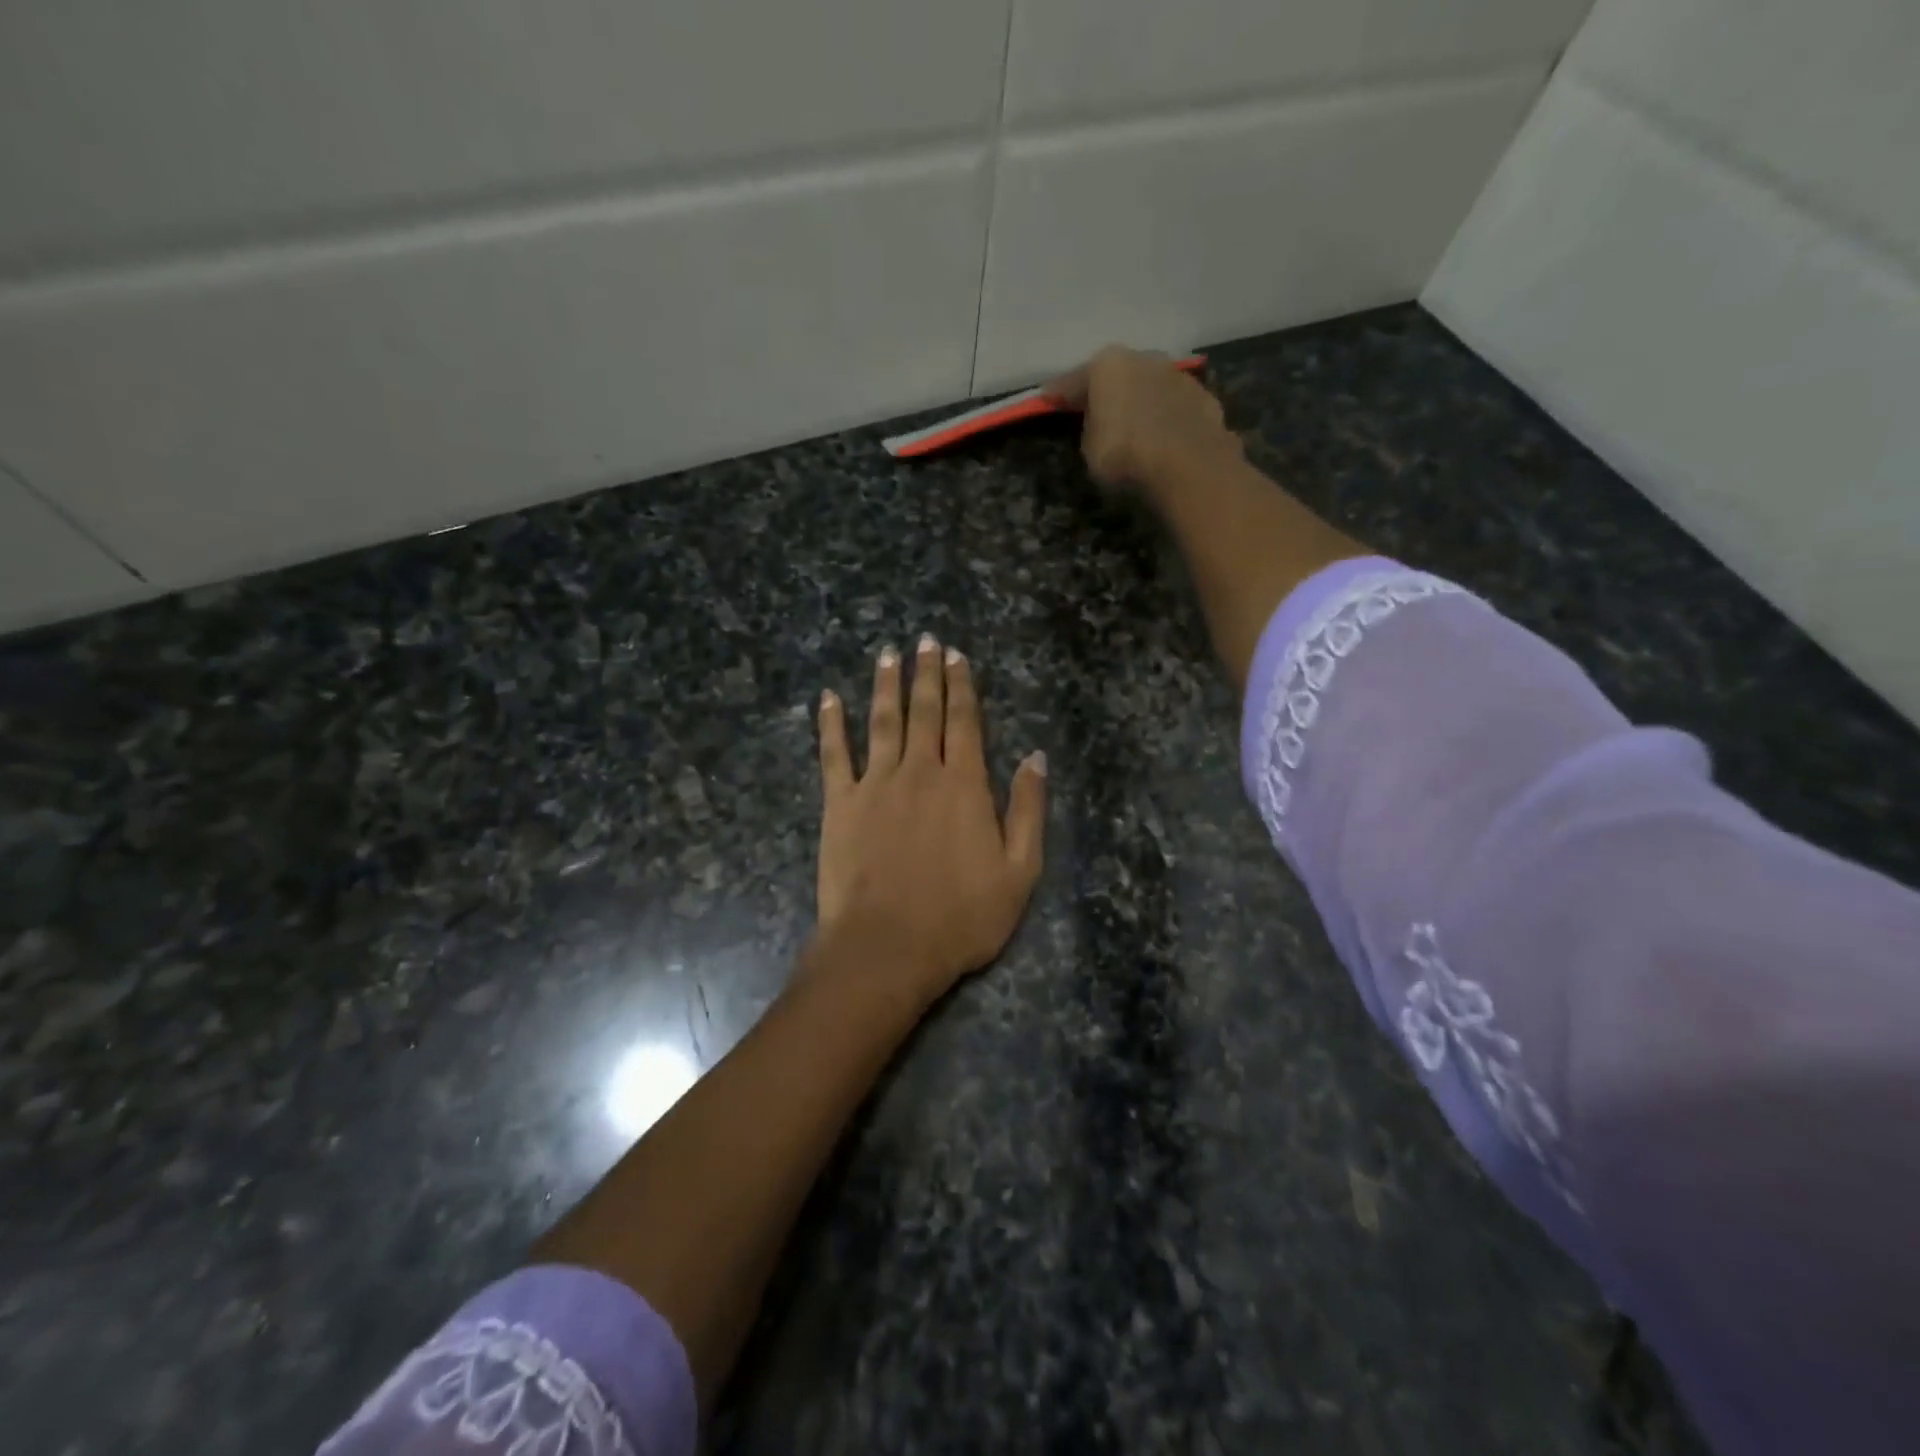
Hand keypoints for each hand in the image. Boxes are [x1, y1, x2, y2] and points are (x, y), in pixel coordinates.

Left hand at [814, 635, 1046, 1007]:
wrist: (888, 947)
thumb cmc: (961, 916)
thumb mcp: (1019, 871)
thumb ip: (1028, 810)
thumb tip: (1036, 757)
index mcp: (965, 785)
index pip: (965, 722)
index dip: (962, 686)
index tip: (957, 656)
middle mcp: (921, 772)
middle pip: (925, 712)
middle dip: (927, 673)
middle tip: (926, 640)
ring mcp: (876, 784)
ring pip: (883, 722)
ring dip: (886, 685)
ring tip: (888, 654)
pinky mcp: (840, 804)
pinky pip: (834, 754)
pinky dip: (831, 724)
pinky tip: (828, 698)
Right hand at [1045, 345, 1241, 492]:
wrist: (1188, 466)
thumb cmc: (1125, 454)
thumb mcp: (1089, 447)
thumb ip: (1091, 426)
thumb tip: (1099, 420)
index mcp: (1108, 365)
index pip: (1074, 380)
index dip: (1060, 394)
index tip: (1048, 399)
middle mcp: (1144, 359)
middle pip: (1118, 375)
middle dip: (1107, 390)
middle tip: (1095, 408)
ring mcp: (1179, 376)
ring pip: (1150, 386)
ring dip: (1141, 400)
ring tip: (1134, 422)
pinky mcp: (1205, 399)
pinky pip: (1175, 407)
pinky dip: (1166, 416)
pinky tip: (1163, 434)